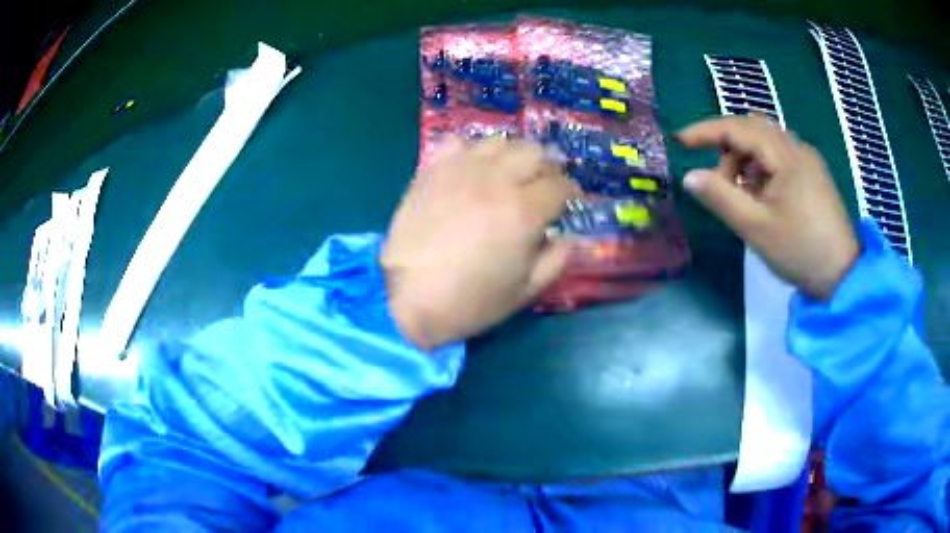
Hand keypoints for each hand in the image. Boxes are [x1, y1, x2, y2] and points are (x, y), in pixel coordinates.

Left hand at [381, 137, 580, 349]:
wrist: (407, 299)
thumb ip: (556, 260)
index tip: (568, 200)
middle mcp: (496, 181)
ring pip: (499, 142)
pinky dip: (471, 151)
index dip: (570, 192)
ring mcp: (461, 170)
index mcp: (524, 212)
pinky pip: (458, 143)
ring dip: (512, 155)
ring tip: (509, 173)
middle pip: (534, 152)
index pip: (561, 185)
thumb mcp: (525, 292)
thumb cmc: (470, 301)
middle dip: (547, 167)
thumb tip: (569, 237)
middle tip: (542, 184)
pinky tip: (472, 168)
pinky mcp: (432, 170)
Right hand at [677, 116, 859, 299]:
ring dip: (745, 160)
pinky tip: (761, 196)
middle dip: (727, 148)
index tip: (680, 141)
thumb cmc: (800, 250)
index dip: (706, 131)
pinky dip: (762, 169)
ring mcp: (808, 161)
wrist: (843, 276)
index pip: (738, 127)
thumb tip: (690, 177)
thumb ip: (721, 198)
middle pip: (753, 129)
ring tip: (740, 195)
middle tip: (716, 180)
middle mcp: (798, 148)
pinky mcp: (813, 175)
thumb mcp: (756, 228)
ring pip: (767, 143)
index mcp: (786, 156)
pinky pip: (780, 158)